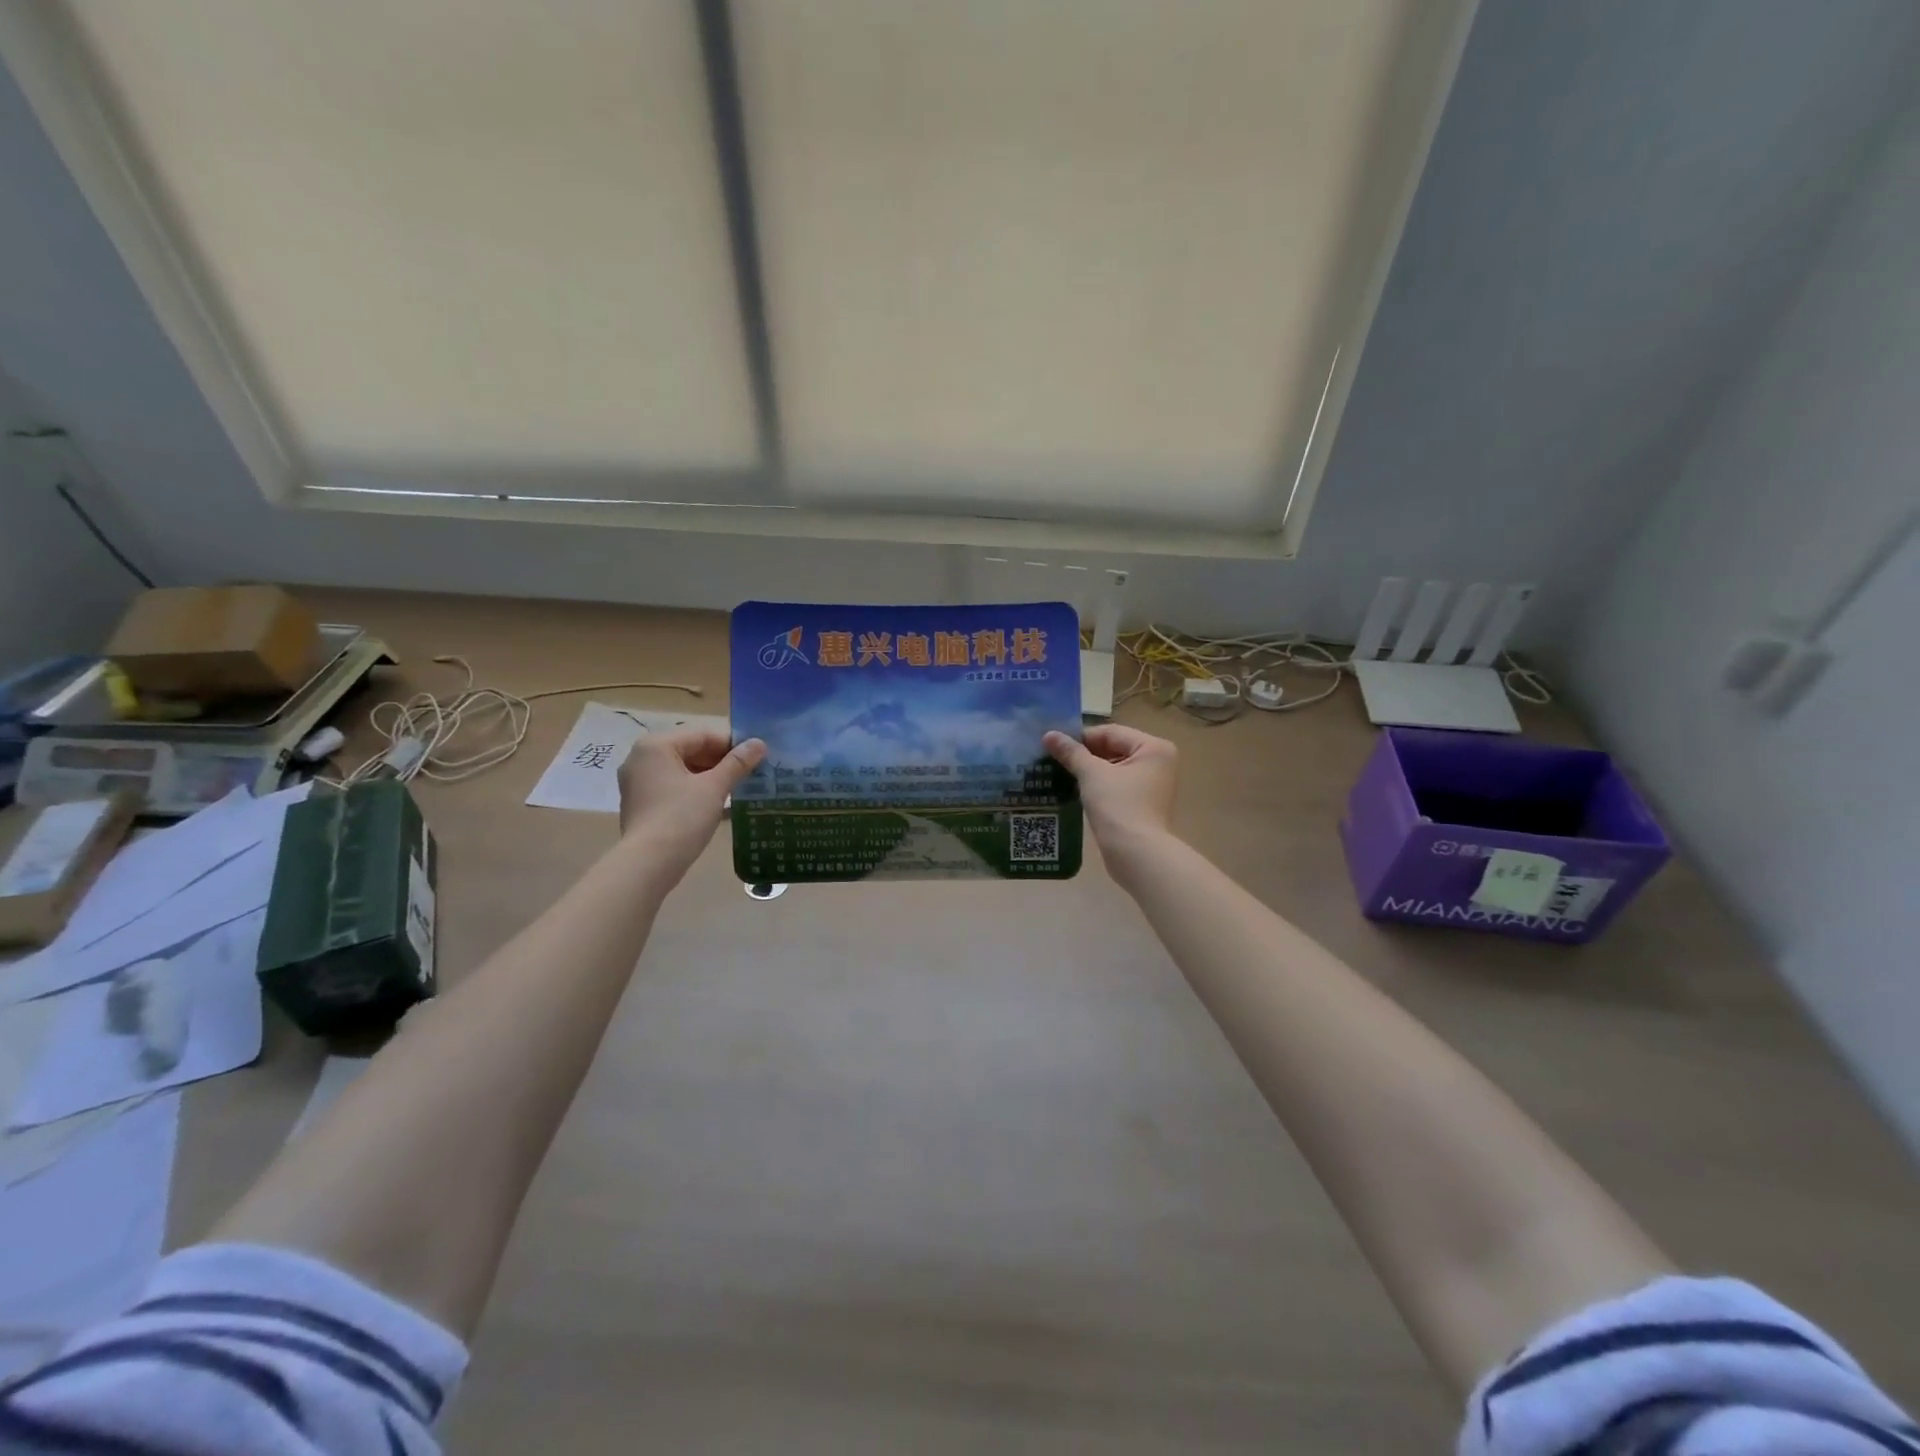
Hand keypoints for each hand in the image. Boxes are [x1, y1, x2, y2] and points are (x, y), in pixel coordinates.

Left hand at [617, 729, 765, 883]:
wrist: (649, 863)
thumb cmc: (682, 817)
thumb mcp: (715, 787)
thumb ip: (737, 763)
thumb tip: (759, 743)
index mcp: (656, 745)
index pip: (702, 735)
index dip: (732, 745)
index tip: (756, 757)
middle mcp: (641, 758)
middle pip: (690, 750)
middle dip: (721, 761)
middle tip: (750, 774)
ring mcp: (637, 782)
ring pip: (682, 770)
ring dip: (710, 777)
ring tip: (738, 788)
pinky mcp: (640, 803)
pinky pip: (672, 787)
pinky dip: (694, 790)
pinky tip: (717, 803)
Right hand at [1044, 725, 1177, 886]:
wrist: (1136, 854)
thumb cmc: (1118, 806)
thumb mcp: (1092, 774)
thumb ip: (1071, 752)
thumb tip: (1048, 734)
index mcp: (1154, 748)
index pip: (1111, 733)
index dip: (1081, 737)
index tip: (1054, 744)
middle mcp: (1159, 762)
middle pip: (1114, 749)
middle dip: (1085, 755)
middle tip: (1054, 758)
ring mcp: (1153, 784)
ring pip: (1114, 768)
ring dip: (1089, 770)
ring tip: (1060, 773)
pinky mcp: (1144, 803)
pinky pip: (1117, 785)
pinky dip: (1098, 785)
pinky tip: (1076, 790)